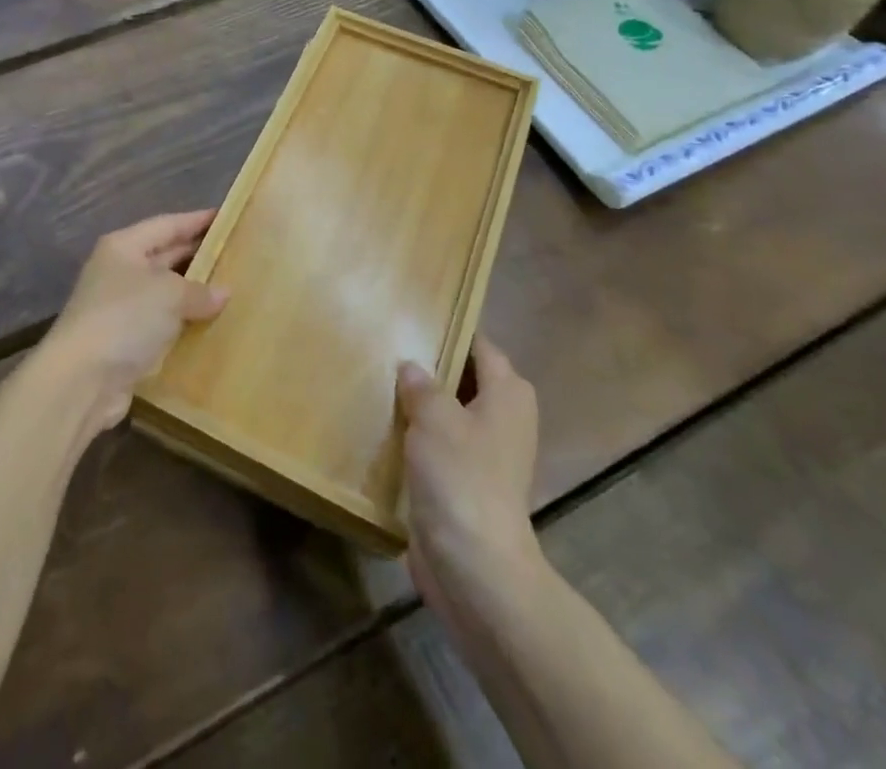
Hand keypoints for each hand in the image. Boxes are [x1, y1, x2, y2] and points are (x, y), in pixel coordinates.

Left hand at [43, 211, 226, 432]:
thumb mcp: (169, 294)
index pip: (167, 224)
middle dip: (198, 256)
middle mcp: (119, 271)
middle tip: (236, 254)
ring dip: (192, 294)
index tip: (227, 217)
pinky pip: (161, 324)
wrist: (82, 380)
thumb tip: (224, 293)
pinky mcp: (124, 342)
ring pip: (164, 293)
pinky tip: (211, 326)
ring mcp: (119, 308)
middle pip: (164, 256)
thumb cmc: (125, 317)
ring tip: (231, 289)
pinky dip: (183, 324)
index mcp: (124, 247)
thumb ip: (199, 290)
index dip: (197, 220)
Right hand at [397, 339, 543, 636]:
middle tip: (386, 346)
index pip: (480, 345)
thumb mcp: (435, 417)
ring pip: (449, 413)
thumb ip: (422, 384)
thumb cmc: (461, 477)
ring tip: (377, 381)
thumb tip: (412, 367)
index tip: (412, 317)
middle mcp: (504, 419)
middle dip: (429, 366)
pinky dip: (417, 436)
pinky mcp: (465, 484)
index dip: (451, 329)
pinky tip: (384, 427)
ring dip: (419, 404)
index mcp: (508, 393)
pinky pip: (439, 445)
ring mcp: (486, 455)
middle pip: (464, 378)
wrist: (475, 567)